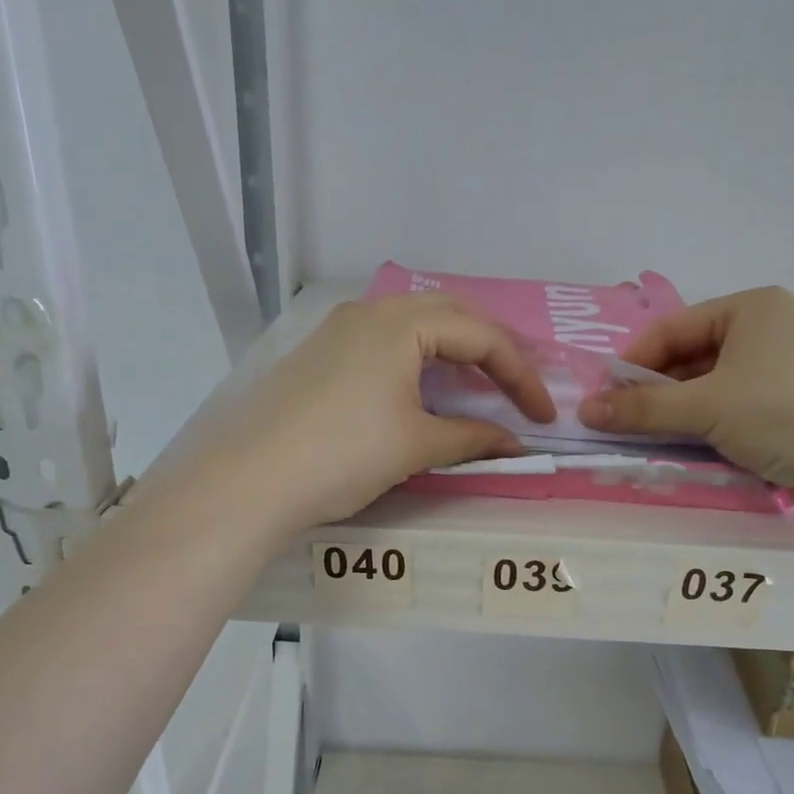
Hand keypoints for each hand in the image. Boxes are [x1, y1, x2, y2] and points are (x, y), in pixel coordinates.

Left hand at [197, 293, 554, 531]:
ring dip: (453, 351)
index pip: (481, 336)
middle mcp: (369, 312)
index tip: (543, 416)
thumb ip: (472, 438)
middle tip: (515, 388)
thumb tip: (513, 444)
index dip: (521, 375)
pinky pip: (384, 343)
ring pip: (413, 325)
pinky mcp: (319, 356)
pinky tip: (421, 390)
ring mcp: (338, 331)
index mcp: (401, 323)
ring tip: (476, 387)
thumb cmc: (343, 455)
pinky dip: (417, 360)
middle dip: (491, 349)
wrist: (250, 480)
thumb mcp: (416, 445)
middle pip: (449, 315)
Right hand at [578, 287, 793, 520]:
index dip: (633, 362)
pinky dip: (708, 429)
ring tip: (648, 440)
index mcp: (752, 309)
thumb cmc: (781, 413)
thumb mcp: (704, 406)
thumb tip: (585, 410)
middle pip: (692, 358)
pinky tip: (689, 451)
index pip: (673, 328)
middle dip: (655, 392)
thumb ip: (641, 408)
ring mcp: (785, 372)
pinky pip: (735, 412)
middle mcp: (770, 331)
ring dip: (679, 415)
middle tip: (620, 423)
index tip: (603, 397)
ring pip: (712, 389)